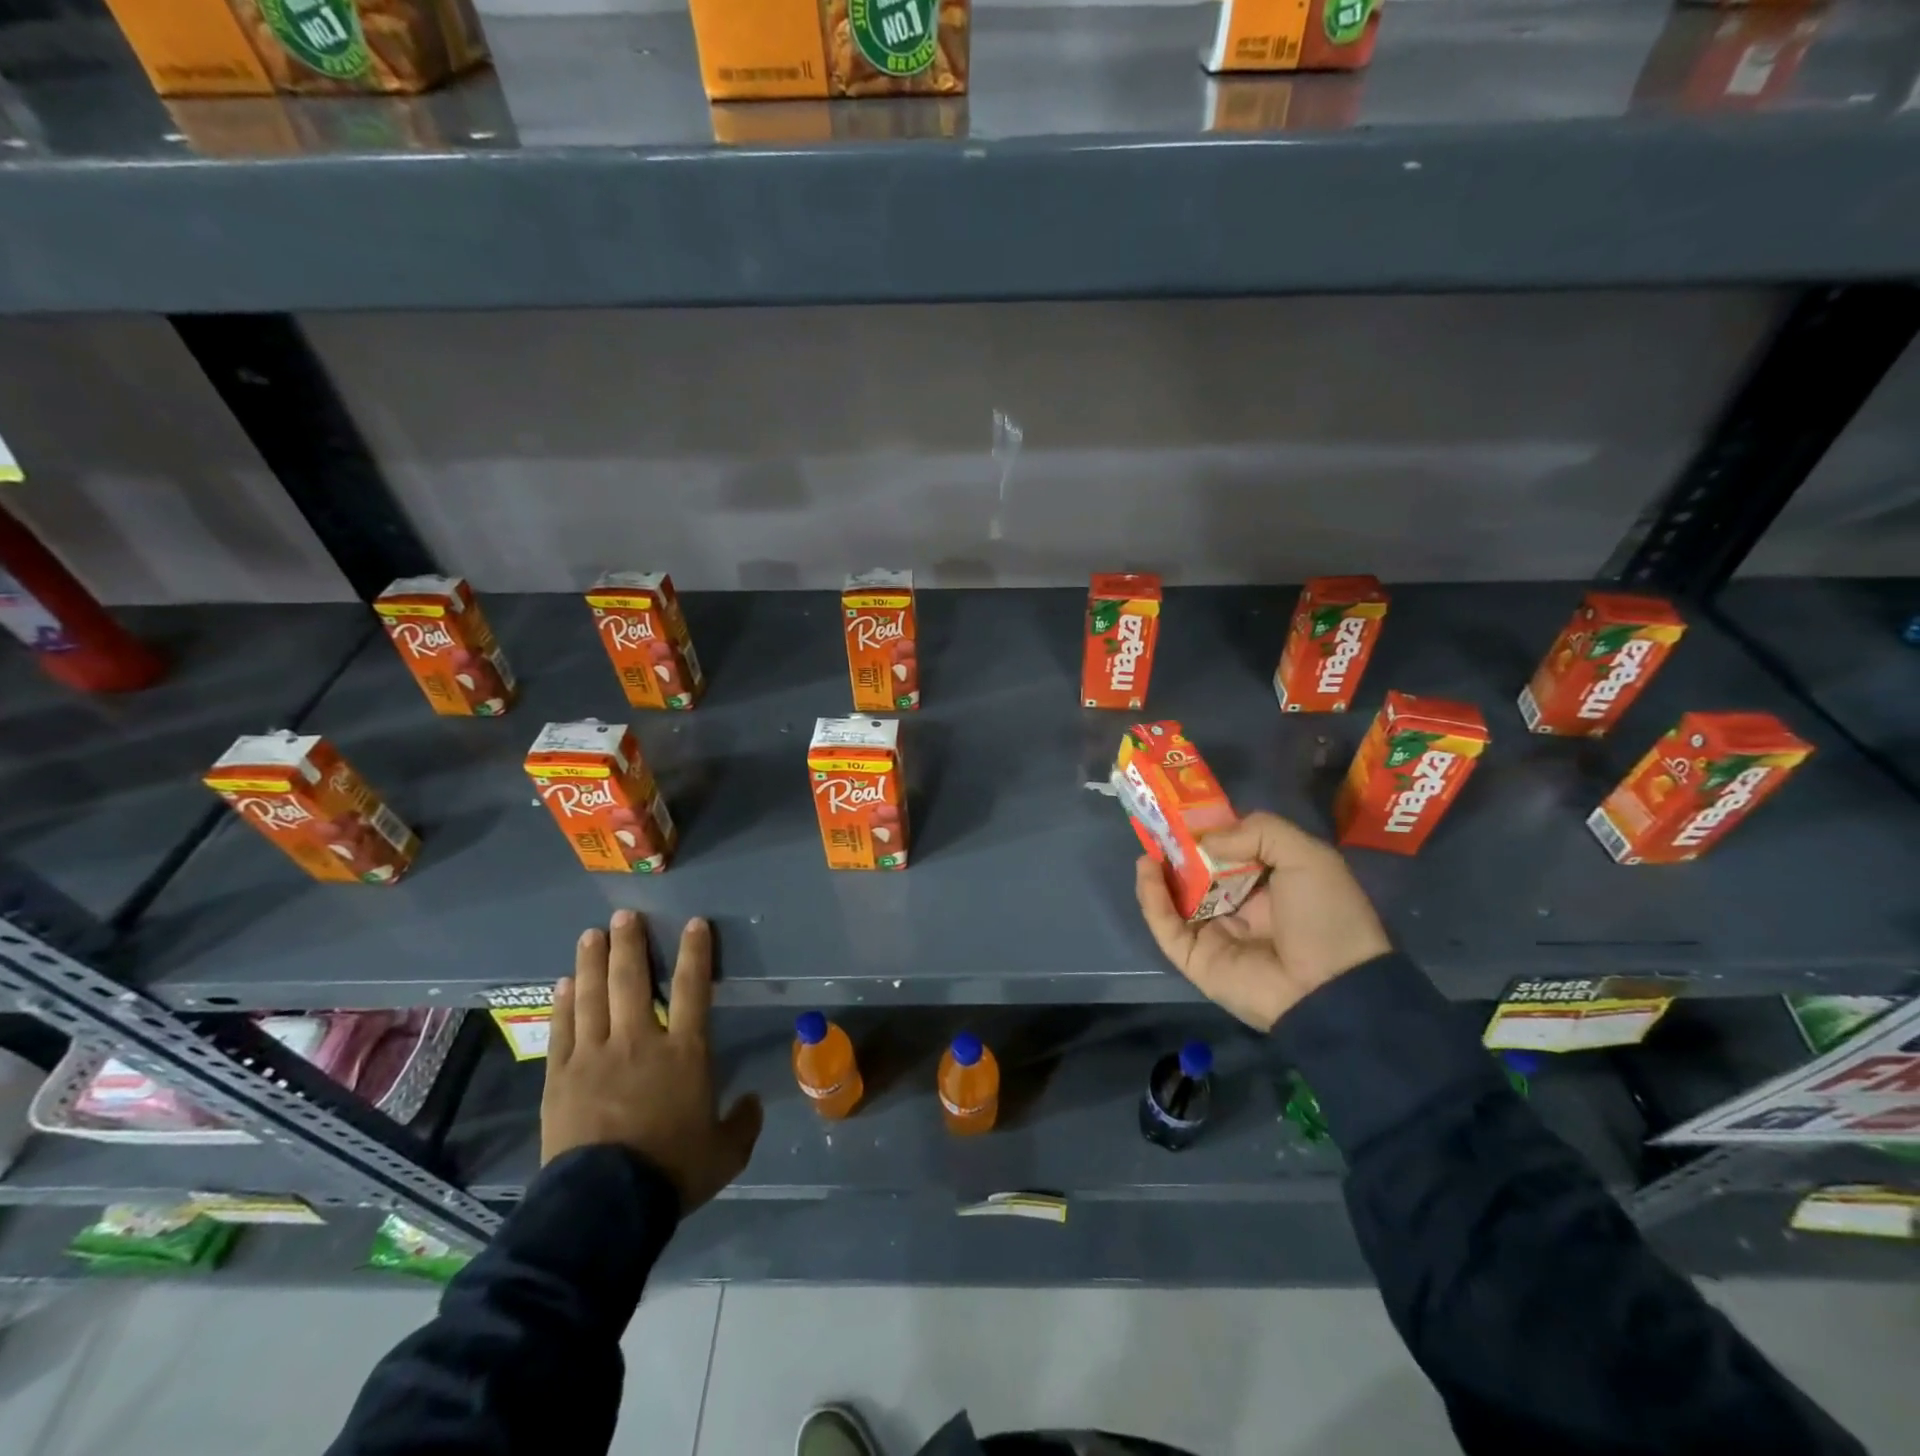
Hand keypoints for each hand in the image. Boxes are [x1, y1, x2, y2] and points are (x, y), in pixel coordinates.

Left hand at [541, 910, 762, 1212]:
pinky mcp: (561, 1077)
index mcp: (684, 1052)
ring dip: (593, 962)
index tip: (693, 923)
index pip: (694, 988)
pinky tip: (564, 983)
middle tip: (625, 916)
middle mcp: (640, 1041)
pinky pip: (563, 1029)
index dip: (696, 952)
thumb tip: (752, 1102)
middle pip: (633, 981)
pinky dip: (564, 1002)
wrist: (605, 1206)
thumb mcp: (725, 1153)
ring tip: (592, 934)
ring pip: (593, 996)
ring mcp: (595, 1056)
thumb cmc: (672, 1171)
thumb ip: (743, 1123)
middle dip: (630, 945)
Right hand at [1135, 812, 1390, 1030]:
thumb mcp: (1307, 856)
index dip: (1209, 832)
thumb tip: (1206, 841)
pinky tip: (1147, 868)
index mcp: (1270, 885)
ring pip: (1176, 898)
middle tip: (1157, 822)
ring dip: (1161, 870)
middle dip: (1179, 849)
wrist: (1332, 989)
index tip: (1186, 810)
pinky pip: (1166, 925)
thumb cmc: (1325, 916)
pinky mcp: (1195, 958)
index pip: (1231, 852)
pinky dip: (1151, 897)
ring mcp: (1215, 934)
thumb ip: (1259, 831)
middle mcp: (1240, 907)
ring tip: (1149, 843)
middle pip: (1199, 873)